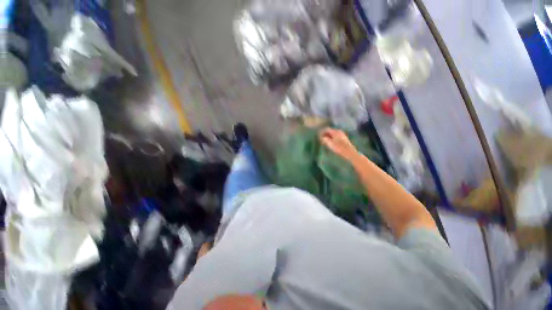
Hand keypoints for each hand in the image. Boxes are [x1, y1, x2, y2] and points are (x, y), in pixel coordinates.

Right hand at [319, 128, 360, 162]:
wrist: (349, 152)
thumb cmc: (338, 147)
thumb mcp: (329, 143)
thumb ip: (324, 139)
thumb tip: (321, 136)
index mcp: (335, 131)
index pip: (326, 129)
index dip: (321, 132)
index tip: (318, 136)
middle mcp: (339, 131)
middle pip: (330, 131)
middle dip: (325, 134)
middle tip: (321, 139)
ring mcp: (342, 134)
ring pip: (333, 134)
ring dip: (328, 136)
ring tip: (325, 141)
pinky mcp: (344, 138)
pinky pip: (336, 136)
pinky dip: (332, 138)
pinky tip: (331, 142)